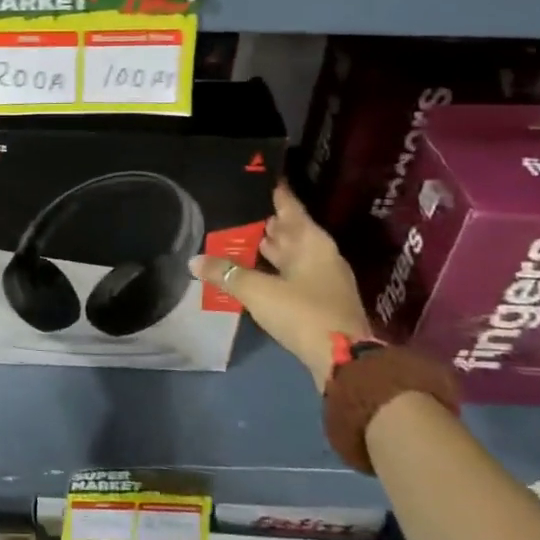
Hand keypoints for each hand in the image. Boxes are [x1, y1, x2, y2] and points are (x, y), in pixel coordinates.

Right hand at [191, 183, 369, 390]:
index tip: (254, 176)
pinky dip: (272, 270)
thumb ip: (226, 273)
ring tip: (235, 238)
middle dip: (263, 222)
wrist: (344, 363)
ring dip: (266, 249)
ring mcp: (323, 279)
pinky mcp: (320, 301)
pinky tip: (251, 272)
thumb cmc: (303, 313)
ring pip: (289, 254)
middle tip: (233, 210)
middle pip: (289, 230)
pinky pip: (290, 275)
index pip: (288, 205)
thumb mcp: (258, 291)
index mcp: (311, 242)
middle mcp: (320, 254)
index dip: (272, 191)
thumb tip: (194, 261)